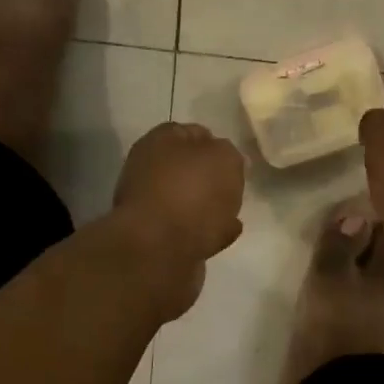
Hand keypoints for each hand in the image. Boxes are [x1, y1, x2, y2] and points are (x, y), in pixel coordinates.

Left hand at [113, 122, 245, 318]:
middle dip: (209, 176)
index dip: (214, 142)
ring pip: (187, 200)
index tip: (234, 157)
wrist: (160, 251)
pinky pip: (189, 229)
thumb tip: (223, 160)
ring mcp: (150, 207)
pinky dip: (206, 230)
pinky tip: (225, 233)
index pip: (191, 132)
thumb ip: (228, 152)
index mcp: (159, 142)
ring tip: (233, 212)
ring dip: (208, 205)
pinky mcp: (156, 240)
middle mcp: (148, 170)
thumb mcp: (224, 157)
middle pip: (186, 168)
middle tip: (233, 185)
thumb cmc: (193, 192)